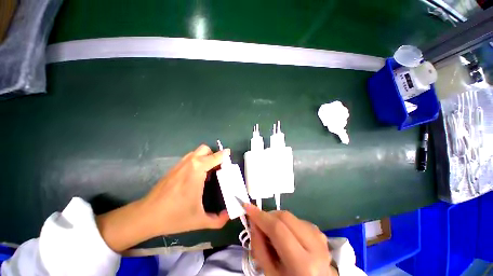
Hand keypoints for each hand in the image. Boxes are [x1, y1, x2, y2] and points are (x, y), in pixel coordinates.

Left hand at [96, 145, 229, 251]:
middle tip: (218, 167)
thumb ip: (217, 220)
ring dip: (205, 157)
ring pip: (197, 152)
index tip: (230, 157)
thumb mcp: (199, 220)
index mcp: (198, 170)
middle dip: (214, 154)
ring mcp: (180, 164)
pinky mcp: (174, 168)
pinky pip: (190, 157)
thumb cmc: (174, 216)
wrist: (146, 215)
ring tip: (208, 171)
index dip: (224, 155)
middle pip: (205, 149)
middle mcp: (190, 163)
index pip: (215, 157)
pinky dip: (197, 160)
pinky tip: (197, 175)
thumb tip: (228, 216)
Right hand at [245, 204, 337, 275]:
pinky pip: (297, 220)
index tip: (247, 207)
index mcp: (303, 265)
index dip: (260, 216)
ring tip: (272, 233)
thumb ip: (259, 247)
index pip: (277, 229)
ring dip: (277, 220)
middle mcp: (316, 248)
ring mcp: (321, 239)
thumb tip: (253, 221)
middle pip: (285, 217)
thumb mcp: (270, 274)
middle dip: (268, 216)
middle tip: (259, 223)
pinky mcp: (321, 234)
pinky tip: (286, 236)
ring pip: (291, 216)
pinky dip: (287, 223)